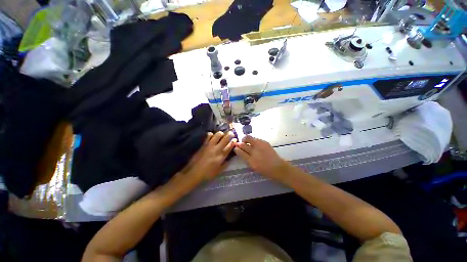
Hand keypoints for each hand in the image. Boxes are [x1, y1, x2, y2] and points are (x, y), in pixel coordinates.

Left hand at [182, 131, 235, 182]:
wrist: (194, 172)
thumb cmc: (207, 173)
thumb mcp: (219, 171)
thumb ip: (226, 164)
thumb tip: (230, 158)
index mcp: (221, 156)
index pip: (230, 146)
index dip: (233, 141)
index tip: (235, 139)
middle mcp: (217, 149)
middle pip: (225, 138)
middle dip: (230, 134)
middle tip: (231, 133)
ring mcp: (210, 146)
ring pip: (217, 135)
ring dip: (221, 133)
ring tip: (222, 134)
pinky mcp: (204, 144)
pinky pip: (208, 136)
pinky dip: (211, 134)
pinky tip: (212, 136)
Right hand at [234, 136, 291, 181]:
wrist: (278, 167)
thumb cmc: (265, 170)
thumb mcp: (254, 167)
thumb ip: (247, 159)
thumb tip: (241, 152)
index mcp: (251, 160)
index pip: (241, 152)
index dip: (237, 149)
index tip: (235, 148)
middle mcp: (254, 151)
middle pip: (243, 145)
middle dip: (239, 143)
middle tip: (238, 143)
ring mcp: (260, 145)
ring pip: (249, 138)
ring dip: (245, 139)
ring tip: (245, 141)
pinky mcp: (265, 142)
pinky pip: (256, 138)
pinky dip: (252, 140)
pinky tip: (253, 142)